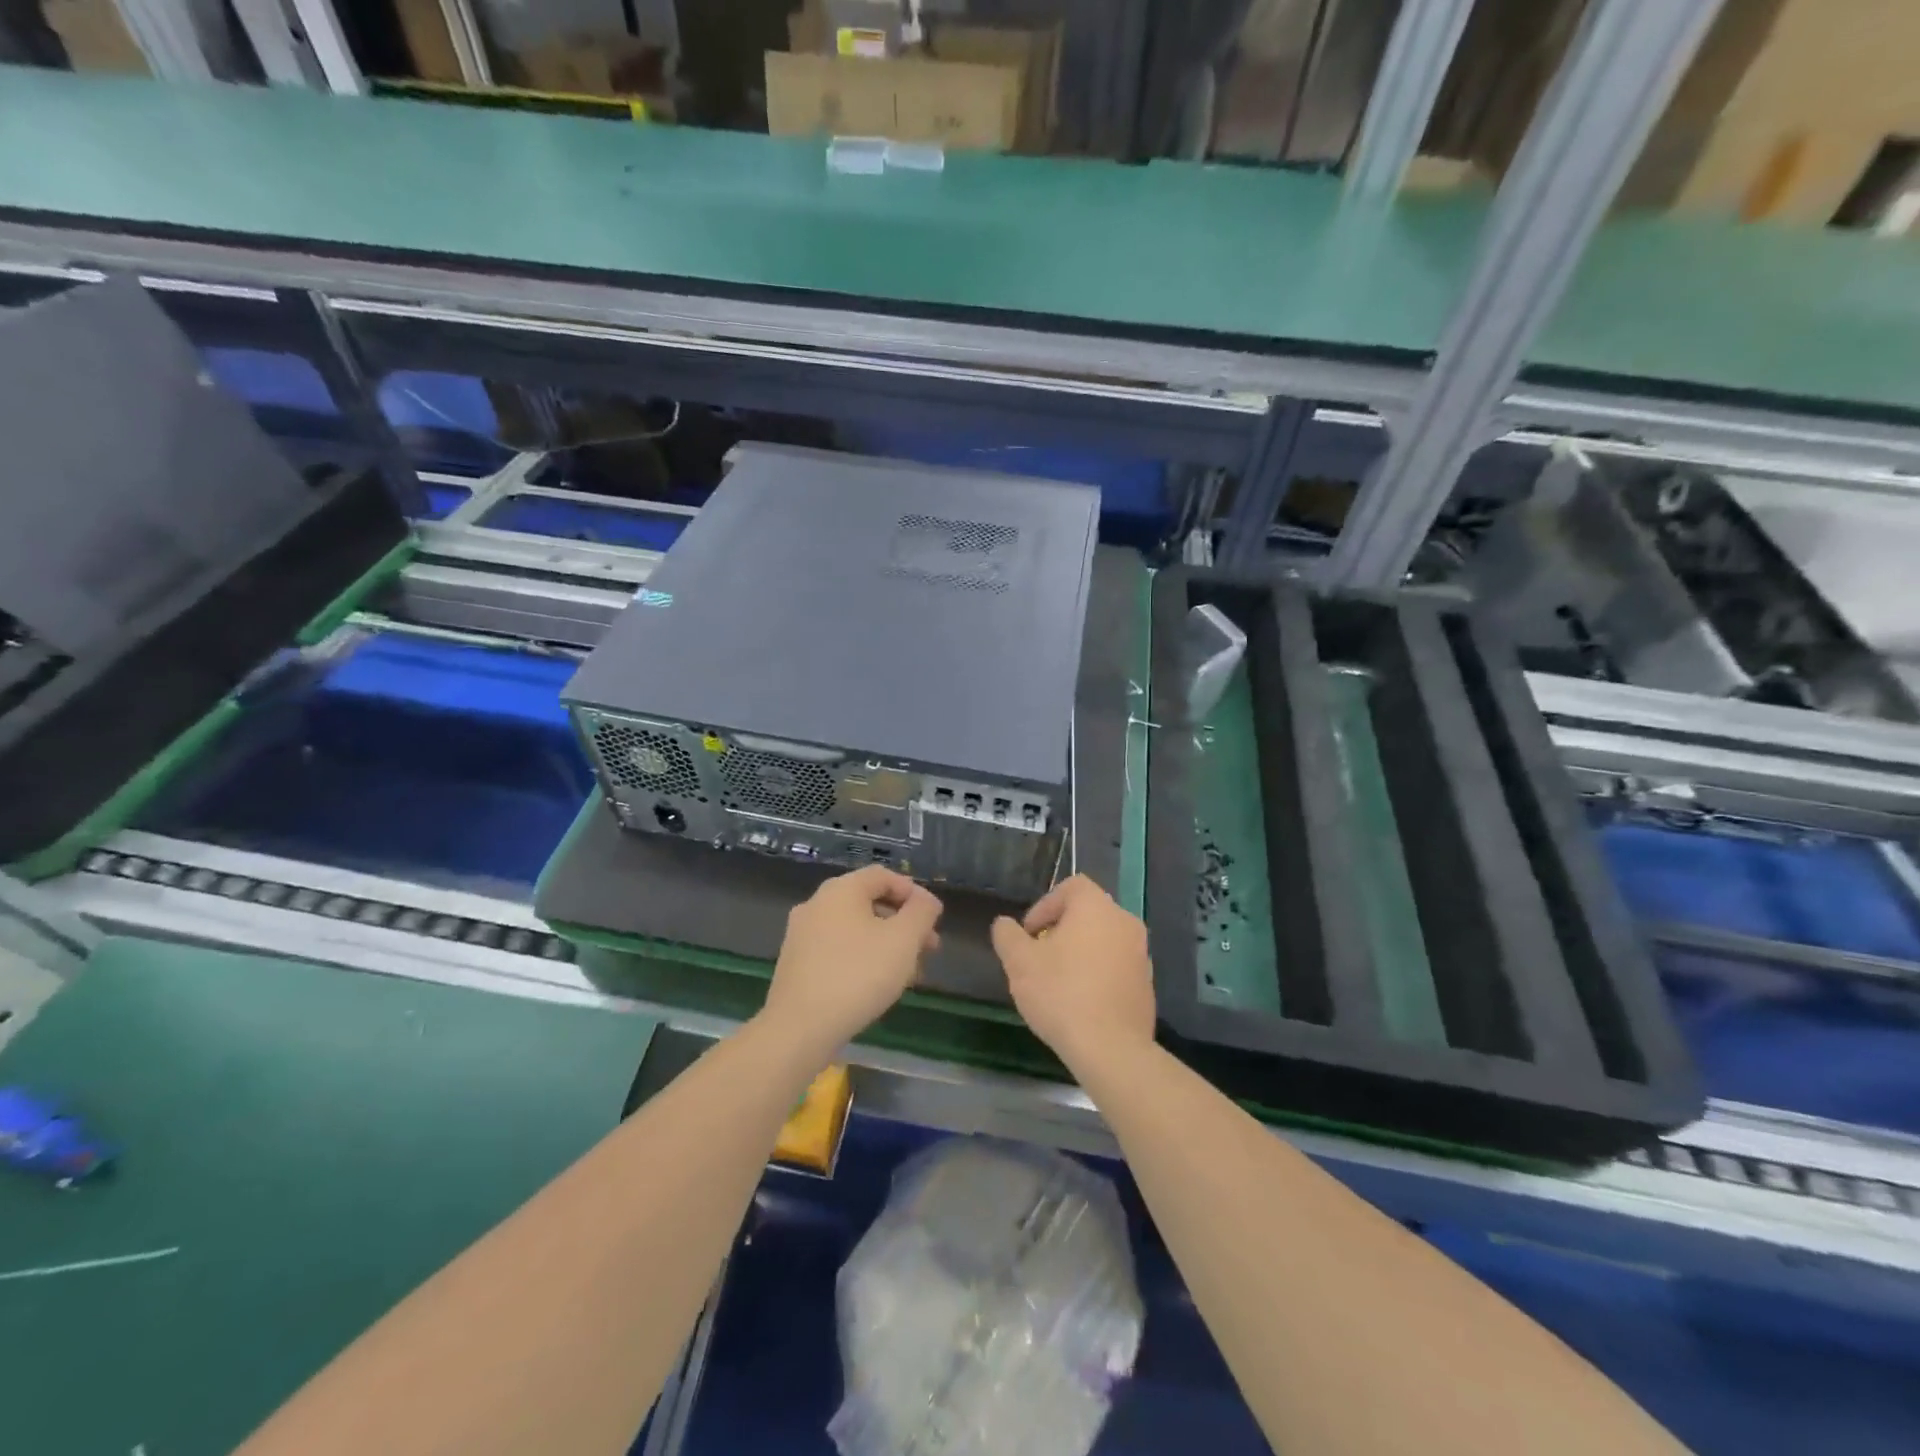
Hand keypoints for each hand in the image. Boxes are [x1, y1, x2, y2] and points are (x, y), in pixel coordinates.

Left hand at [760, 866, 943, 1064]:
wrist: (799, 1029)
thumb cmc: (858, 975)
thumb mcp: (903, 940)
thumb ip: (921, 913)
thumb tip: (926, 900)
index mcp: (840, 890)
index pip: (883, 876)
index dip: (914, 893)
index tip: (934, 919)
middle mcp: (816, 904)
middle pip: (869, 902)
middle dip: (903, 923)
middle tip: (929, 948)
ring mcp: (802, 934)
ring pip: (855, 929)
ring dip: (886, 944)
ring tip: (909, 973)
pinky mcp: (796, 964)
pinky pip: (838, 950)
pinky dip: (863, 958)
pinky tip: (877, 985)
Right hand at [991, 876, 1154, 1075]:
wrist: (1110, 1048)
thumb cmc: (1061, 993)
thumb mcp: (1019, 962)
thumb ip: (1007, 935)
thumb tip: (1004, 925)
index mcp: (1096, 907)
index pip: (1071, 886)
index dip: (1045, 905)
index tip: (1030, 934)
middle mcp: (1125, 921)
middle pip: (1088, 913)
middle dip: (1061, 931)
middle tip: (1040, 958)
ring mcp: (1141, 953)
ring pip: (1104, 940)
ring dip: (1081, 953)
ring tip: (1058, 982)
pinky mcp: (1147, 984)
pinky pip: (1117, 966)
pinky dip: (1098, 974)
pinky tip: (1081, 1002)